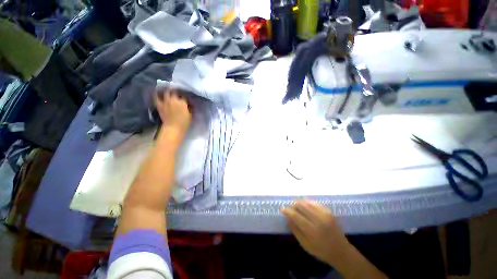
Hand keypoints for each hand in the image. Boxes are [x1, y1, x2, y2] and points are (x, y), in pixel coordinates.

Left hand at [155, 89, 191, 146]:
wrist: (173, 128)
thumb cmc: (184, 123)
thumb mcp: (190, 115)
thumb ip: (190, 108)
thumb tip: (189, 104)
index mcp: (183, 102)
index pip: (184, 96)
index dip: (185, 96)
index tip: (186, 98)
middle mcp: (174, 99)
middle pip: (175, 91)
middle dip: (176, 91)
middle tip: (177, 92)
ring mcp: (166, 101)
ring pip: (166, 92)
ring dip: (168, 91)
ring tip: (169, 90)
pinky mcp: (159, 105)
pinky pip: (156, 97)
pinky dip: (157, 94)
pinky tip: (157, 92)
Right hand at [282, 200, 352, 266]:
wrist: (341, 251)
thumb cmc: (321, 251)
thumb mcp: (305, 245)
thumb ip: (295, 230)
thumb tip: (287, 218)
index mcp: (311, 230)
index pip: (296, 216)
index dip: (287, 211)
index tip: (282, 209)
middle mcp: (318, 219)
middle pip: (301, 206)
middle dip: (293, 205)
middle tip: (290, 208)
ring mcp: (324, 214)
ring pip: (307, 202)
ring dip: (299, 203)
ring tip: (296, 206)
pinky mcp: (328, 211)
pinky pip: (315, 203)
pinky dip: (308, 203)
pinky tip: (306, 206)